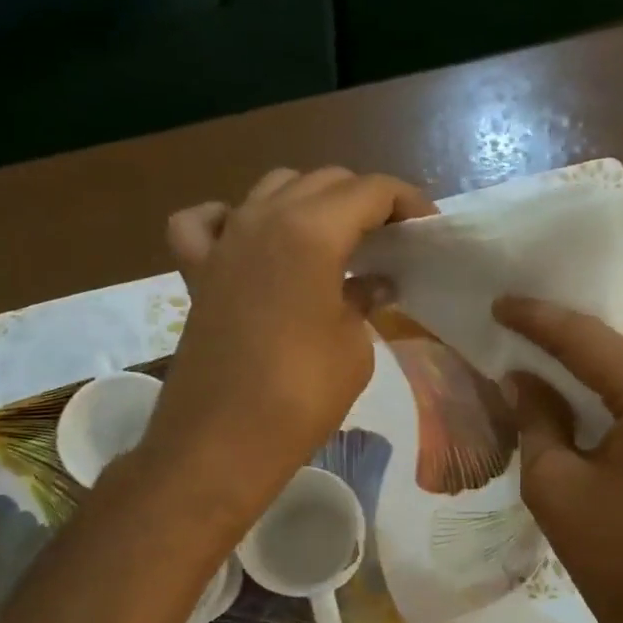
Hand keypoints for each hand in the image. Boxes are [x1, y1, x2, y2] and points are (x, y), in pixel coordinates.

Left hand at [147, 167, 433, 528]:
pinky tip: (248, 240)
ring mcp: (224, 241)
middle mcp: (263, 218)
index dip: (406, 202)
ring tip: (333, 240)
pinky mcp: (196, 271)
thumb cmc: (301, 396)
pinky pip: (206, 221)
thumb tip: (372, 282)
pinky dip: (231, 218)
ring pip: (272, 189)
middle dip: (363, 201)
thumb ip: (364, 300)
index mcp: (311, 231)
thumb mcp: (354, 348)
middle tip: (388, 240)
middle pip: (323, 181)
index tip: (426, 229)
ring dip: (309, 202)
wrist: (222, 442)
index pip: (371, 190)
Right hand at [495, 296, 622, 622]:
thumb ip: (536, 417)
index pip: (589, 337)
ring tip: (558, 339)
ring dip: (610, 338)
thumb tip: (521, 376)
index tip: (501, 301)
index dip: (539, 317)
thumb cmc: (616, 560)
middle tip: (530, 314)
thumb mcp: (554, 486)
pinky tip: (599, 375)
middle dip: (581, 316)